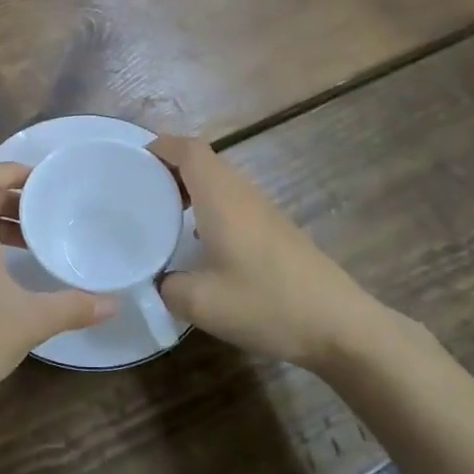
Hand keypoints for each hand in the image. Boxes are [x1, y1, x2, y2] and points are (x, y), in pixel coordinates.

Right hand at [152, 135, 382, 368]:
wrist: (340, 326)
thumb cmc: (267, 303)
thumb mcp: (202, 304)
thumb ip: (168, 287)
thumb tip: (159, 280)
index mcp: (221, 197)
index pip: (189, 149)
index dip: (161, 146)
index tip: (133, 162)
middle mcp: (242, 193)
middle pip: (204, 160)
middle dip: (170, 167)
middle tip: (140, 190)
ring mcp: (263, 210)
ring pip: (220, 181)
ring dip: (191, 187)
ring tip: (163, 213)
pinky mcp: (276, 229)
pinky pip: (233, 201)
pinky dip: (209, 206)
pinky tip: (199, 242)